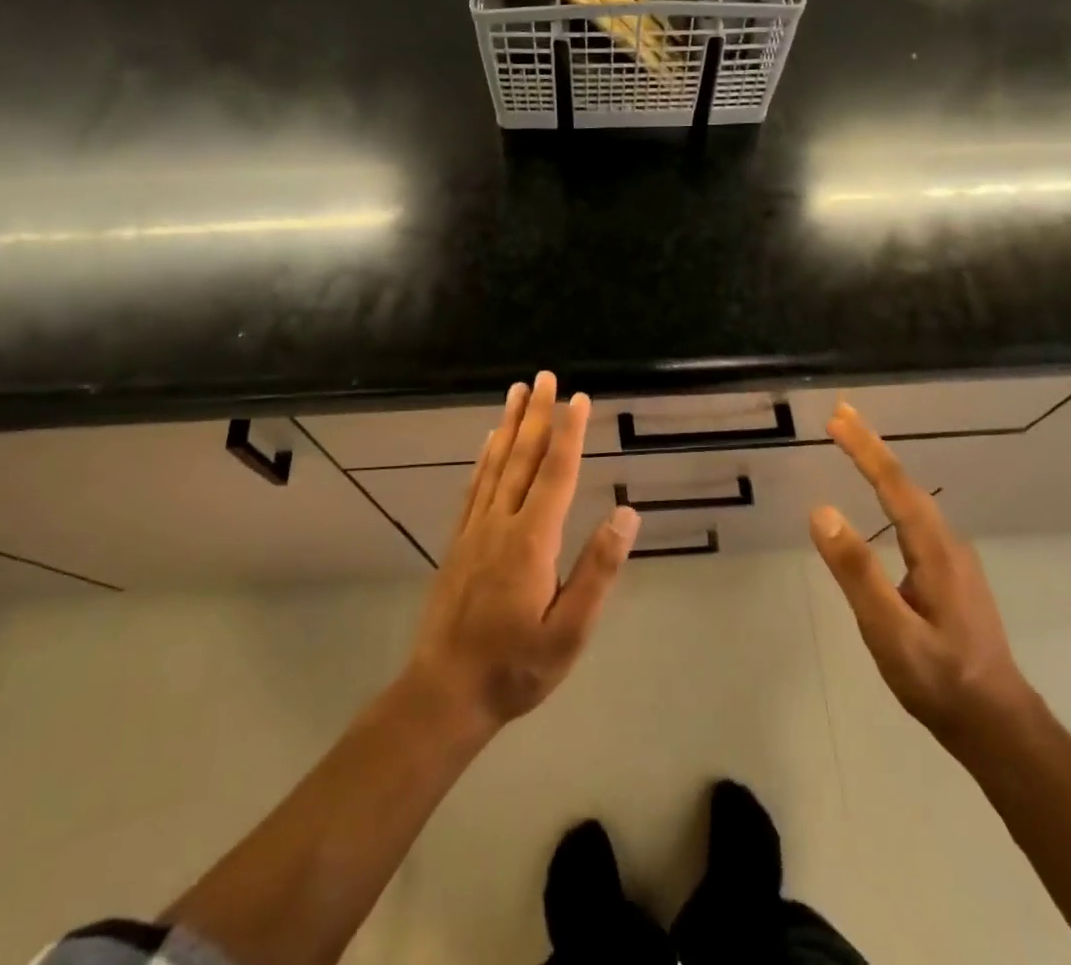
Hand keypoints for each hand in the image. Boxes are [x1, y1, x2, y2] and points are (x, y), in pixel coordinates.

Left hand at [406, 373, 640, 733]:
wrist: (444, 694)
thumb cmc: (515, 666)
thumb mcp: (570, 632)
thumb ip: (597, 571)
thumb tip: (627, 514)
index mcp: (531, 541)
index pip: (556, 473)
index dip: (569, 433)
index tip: (578, 398)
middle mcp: (501, 523)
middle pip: (522, 457)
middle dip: (536, 414)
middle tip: (544, 377)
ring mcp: (474, 530)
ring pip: (495, 465)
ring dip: (509, 425)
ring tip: (516, 393)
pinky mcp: (459, 542)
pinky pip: (474, 487)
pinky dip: (484, 458)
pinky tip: (488, 444)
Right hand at [810, 402, 1033, 749]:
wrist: (999, 727)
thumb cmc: (941, 682)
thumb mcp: (891, 632)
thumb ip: (857, 573)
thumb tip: (821, 511)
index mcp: (935, 551)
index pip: (894, 485)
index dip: (865, 449)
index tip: (837, 418)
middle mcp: (947, 545)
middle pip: (905, 483)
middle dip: (871, 446)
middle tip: (840, 415)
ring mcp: (952, 560)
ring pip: (912, 499)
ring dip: (881, 466)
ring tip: (854, 444)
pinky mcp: (949, 575)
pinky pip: (914, 517)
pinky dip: (891, 492)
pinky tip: (881, 499)